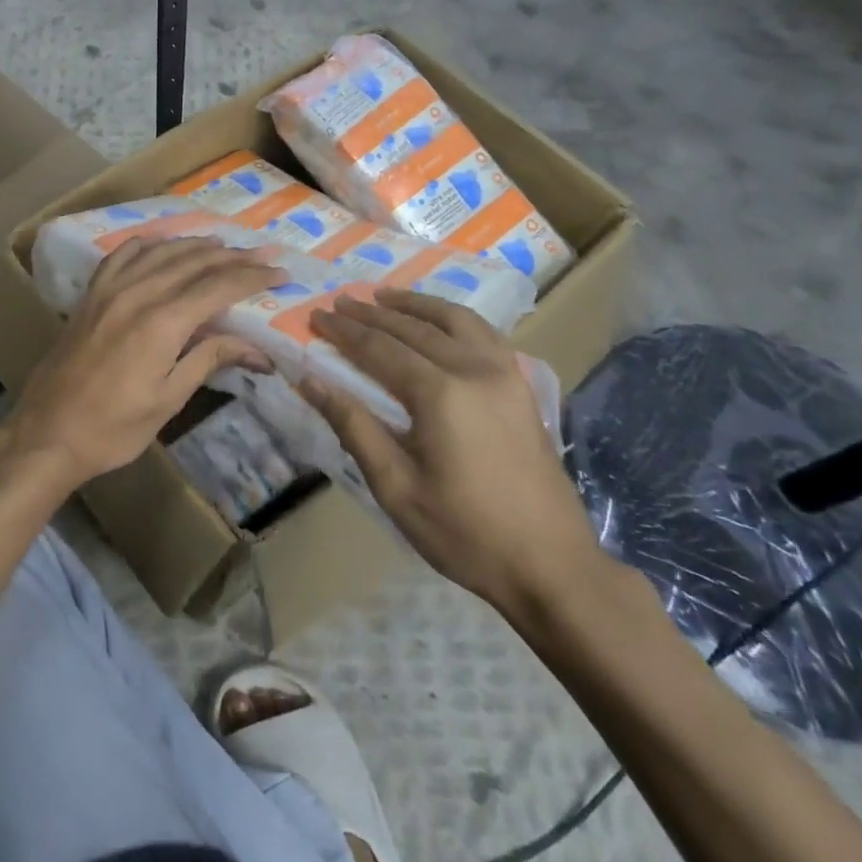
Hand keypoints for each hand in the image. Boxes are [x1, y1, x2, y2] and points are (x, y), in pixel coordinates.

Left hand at [0, 237, 281, 490]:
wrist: (47, 432)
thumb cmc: (113, 427)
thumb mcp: (169, 399)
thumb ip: (209, 360)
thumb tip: (257, 349)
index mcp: (163, 322)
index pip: (219, 286)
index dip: (253, 277)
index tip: (280, 274)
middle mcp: (138, 293)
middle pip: (194, 262)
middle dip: (233, 257)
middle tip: (263, 255)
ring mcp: (110, 290)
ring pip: (161, 252)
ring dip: (196, 245)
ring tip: (223, 245)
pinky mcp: (91, 295)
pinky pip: (122, 255)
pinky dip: (149, 244)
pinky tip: (162, 243)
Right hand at [304, 289, 609, 618]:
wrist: (551, 565)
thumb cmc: (464, 533)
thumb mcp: (396, 487)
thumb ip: (353, 426)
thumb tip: (310, 381)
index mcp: (440, 394)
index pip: (379, 348)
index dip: (344, 332)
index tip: (316, 316)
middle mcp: (473, 370)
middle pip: (413, 328)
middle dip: (371, 314)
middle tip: (340, 303)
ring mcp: (504, 374)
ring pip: (454, 320)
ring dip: (415, 305)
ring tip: (384, 297)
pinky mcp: (521, 386)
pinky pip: (484, 333)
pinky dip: (453, 317)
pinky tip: (440, 321)